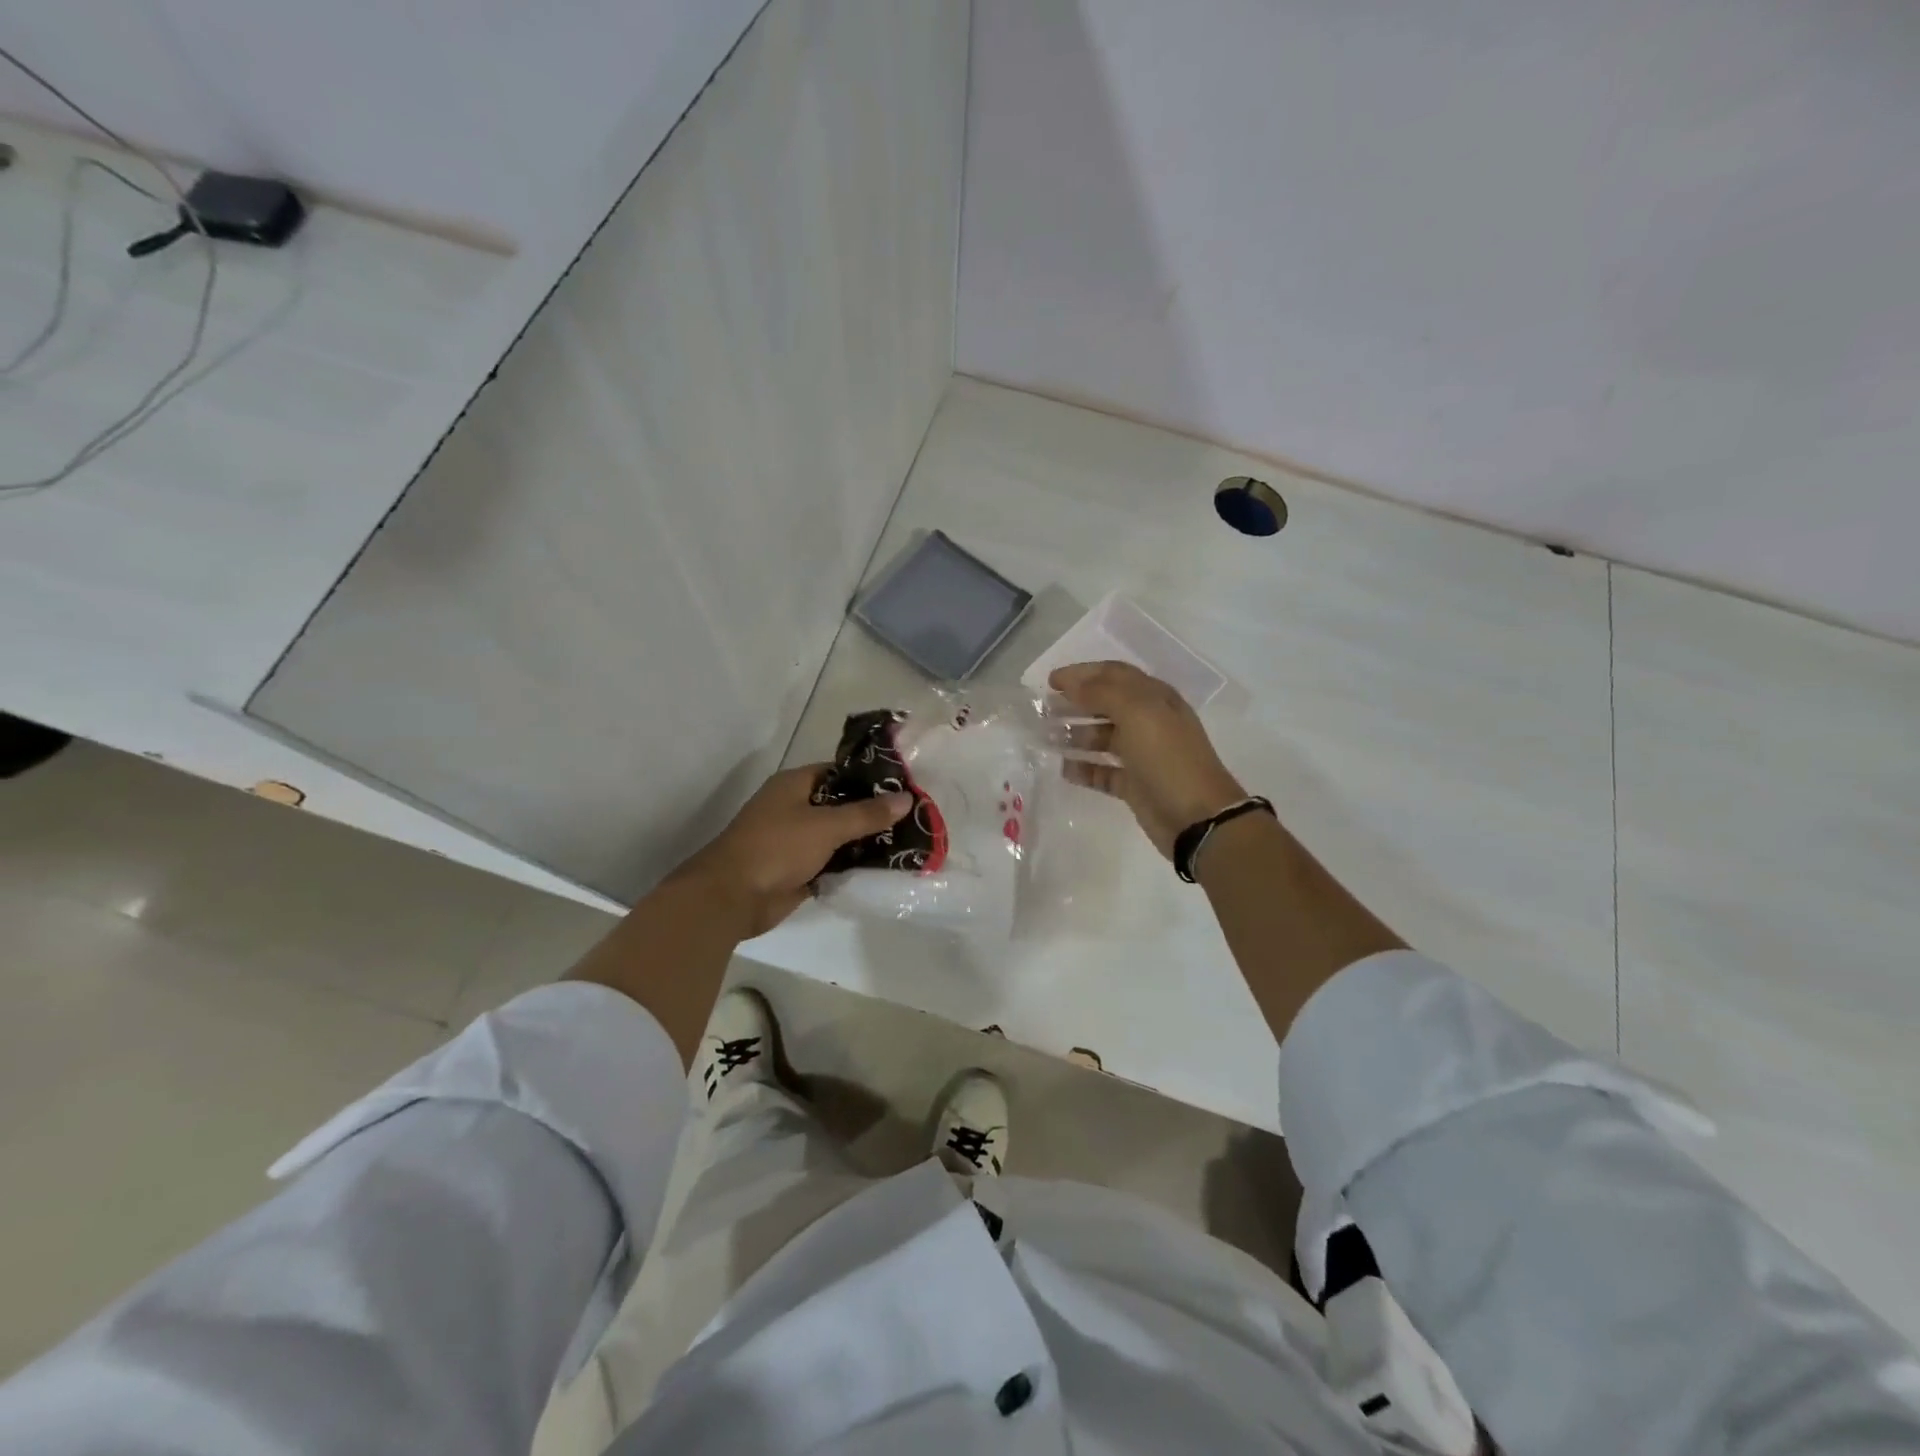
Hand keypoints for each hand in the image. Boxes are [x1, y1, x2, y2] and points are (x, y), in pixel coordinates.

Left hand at [669, 766, 912, 936]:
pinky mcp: (797, 870)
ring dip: (864, 841)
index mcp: (794, 785)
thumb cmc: (776, 848)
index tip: (903, 785)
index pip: (838, 772)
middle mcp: (793, 808)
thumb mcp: (826, 826)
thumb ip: (866, 814)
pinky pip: (831, 862)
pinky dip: (851, 864)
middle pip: (840, 805)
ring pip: (838, 836)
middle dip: (872, 812)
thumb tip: (906, 798)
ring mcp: (794, 841)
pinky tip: (883, 867)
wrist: (731, 897)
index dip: (869, 777)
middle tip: (913, 816)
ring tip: (907, 841)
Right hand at [1049, 661, 1247, 857]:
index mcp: (1154, 698)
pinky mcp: (1134, 785)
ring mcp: (1141, 755)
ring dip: (1074, 734)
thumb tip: (1071, 683)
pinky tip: (1062, 768)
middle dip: (1074, 703)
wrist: (1197, 817)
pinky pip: (1102, 772)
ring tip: (1046, 737)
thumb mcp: (1138, 713)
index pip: (1114, 674)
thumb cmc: (1168, 758)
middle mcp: (1148, 722)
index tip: (1050, 681)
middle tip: (1043, 710)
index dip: (1083, 673)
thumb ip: (1102, 692)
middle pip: (1105, 705)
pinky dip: (1083, 768)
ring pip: (1101, 738)